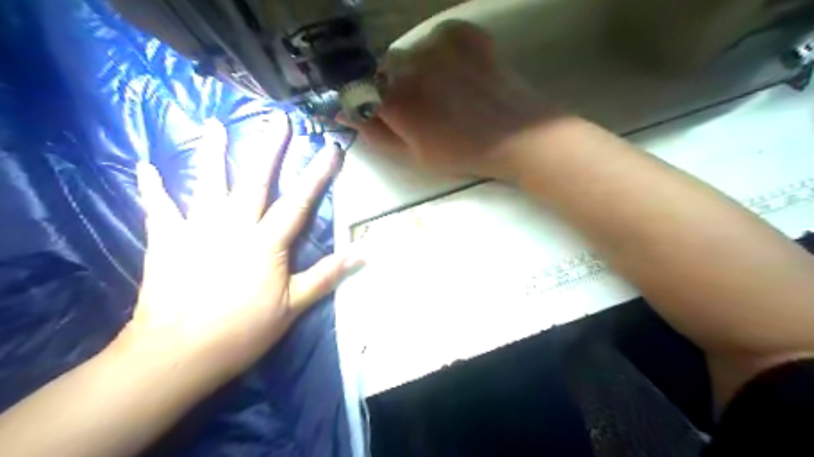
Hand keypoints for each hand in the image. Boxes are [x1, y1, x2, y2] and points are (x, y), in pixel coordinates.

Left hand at [113, 128, 358, 389]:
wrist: (179, 353)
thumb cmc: (242, 331)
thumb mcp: (294, 306)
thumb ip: (327, 275)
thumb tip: (364, 254)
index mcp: (267, 243)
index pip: (299, 201)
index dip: (317, 174)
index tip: (330, 148)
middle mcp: (234, 226)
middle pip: (255, 181)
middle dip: (269, 148)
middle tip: (277, 119)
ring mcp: (197, 229)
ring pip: (207, 183)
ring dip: (212, 152)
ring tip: (215, 123)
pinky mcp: (166, 241)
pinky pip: (158, 209)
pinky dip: (152, 188)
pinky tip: (145, 166)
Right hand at [353, 19, 567, 182]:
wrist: (517, 135)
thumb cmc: (463, 153)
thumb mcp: (413, 155)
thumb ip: (375, 133)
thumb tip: (343, 114)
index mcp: (395, 100)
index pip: (357, 89)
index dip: (365, 101)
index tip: (377, 112)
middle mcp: (409, 64)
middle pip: (384, 68)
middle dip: (392, 87)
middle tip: (419, 108)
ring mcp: (437, 44)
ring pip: (410, 53)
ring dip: (417, 71)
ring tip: (444, 93)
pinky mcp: (462, 33)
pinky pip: (437, 40)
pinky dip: (440, 55)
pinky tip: (458, 75)